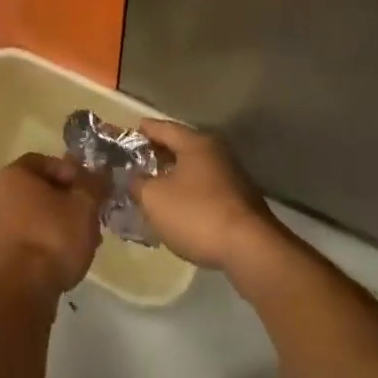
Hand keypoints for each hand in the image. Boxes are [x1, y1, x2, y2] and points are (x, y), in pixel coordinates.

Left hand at [0, 153, 106, 298]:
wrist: (22, 293)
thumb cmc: (53, 238)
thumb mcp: (84, 206)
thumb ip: (93, 184)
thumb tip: (100, 173)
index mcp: (13, 174)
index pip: (46, 162)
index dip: (72, 173)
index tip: (89, 191)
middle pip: (39, 189)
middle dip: (67, 200)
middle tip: (89, 216)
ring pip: (33, 215)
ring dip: (57, 222)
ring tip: (82, 241)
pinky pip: (24, 237)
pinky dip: (43, 241)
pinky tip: (62, 258)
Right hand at [129, 119, 280, 272]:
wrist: (251, 249)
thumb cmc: (197, 214)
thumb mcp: (154, 199)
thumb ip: (138, 184)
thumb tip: (135, 179)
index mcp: (195, 142)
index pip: (162, 127)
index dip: (142, 131)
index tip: (126, 135)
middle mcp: (216, 151)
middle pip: (181, 146)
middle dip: (158, 154)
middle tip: (136, 164)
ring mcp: (232, 175)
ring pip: (195, 169)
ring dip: (175, 176)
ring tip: (154, 188)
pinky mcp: (240, 200)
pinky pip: (206, 188)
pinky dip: (190, 193)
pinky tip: (179, 209)